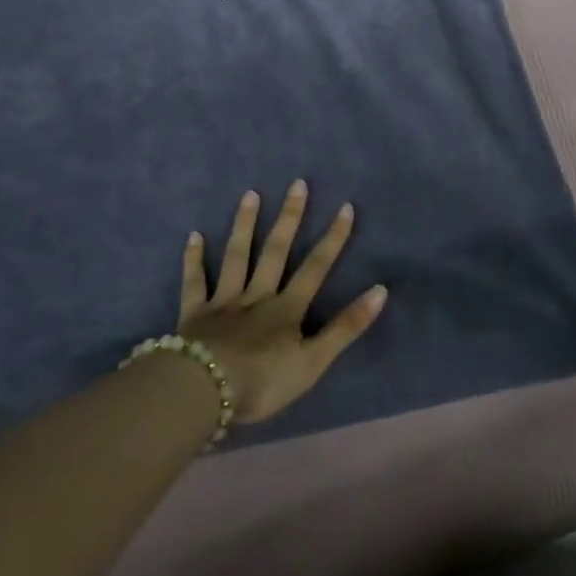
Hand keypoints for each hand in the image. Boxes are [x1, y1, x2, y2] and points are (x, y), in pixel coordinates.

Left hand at [177, 182, 387, 423]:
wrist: (204, 392)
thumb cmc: (263, 382)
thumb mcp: (314, 361)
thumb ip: (346, 327)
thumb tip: (381, 290)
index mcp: (287, 308)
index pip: (316, 267)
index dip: (333, 238)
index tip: (345, 207)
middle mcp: (257, 296)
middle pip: (275, 252)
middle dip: (289, 218)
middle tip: (297, 184)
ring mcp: (223, 302)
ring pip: (236, 257)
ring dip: (244, 225)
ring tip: (250, 195)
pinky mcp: (194, 314)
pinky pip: (194, 283)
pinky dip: (193, 260)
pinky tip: (194, 236)